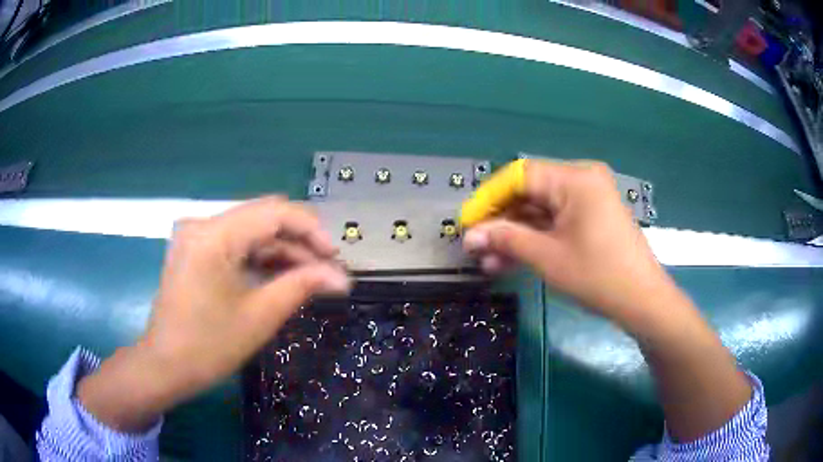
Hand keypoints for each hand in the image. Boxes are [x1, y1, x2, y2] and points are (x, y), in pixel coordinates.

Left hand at [77, 197, 350, 431]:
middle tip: (327, 269)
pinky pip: (235, 244)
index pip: (274, 212)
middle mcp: (203, 224)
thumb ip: (301, 286)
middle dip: (299, 241)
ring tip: (310, 277)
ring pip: (251, 230)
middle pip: (263, 217)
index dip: (311, 230)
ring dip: (281, 250)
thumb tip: (341, 277)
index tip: (335, 257)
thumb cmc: (209, 346)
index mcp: (214, 234)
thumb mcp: (260, 316)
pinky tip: (281, 276)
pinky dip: (260, 257)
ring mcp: (196, 236)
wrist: (165, 366)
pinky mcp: (195, 250)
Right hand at [465, 160, 752, 441]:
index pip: (519, 175)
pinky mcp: (591, 217)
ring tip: (489, 261)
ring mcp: (588, 199)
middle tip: (477, 247)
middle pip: (530, 192)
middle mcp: (582, 179)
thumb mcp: (547, 258)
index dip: (488, 198)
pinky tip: (513, 258)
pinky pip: (556, 221)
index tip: (467, 223)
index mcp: (575, 178)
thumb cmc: (598, 276)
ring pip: (541, 210)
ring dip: (516, 234)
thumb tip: (469, 235)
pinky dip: (536, 238)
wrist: (643, 301)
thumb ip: (506, 239)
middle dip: (501, 221)